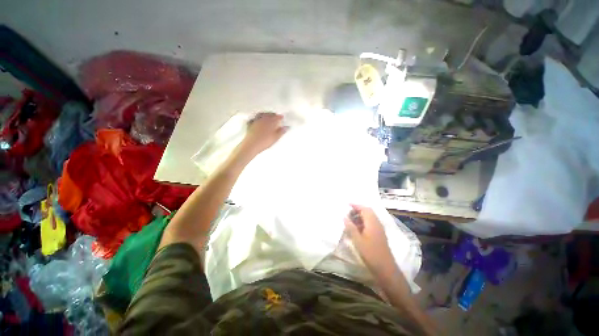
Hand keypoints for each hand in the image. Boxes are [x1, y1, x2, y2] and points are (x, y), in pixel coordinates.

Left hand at [241, 112, 287, 155]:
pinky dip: (257, 117)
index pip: (277, 117)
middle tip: (276, 116)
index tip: (282, 117)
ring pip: (262, 115)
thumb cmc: (264, 142)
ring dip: (265, 114)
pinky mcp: (250, 124)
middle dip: (273, 115)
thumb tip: (286, 127)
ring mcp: (256, 121)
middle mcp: (263, 119)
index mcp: (270, 122)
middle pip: (269, 114)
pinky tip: (258, 119)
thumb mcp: (275, 138)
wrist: (252, 145)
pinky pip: (254, 118)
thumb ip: (281, 132)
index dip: (280, 117)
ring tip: (268, 116)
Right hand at [344, 205, 393, 273]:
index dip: (356, 205)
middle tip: (348, 212)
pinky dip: (363, 222)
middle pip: (368, 212)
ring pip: (369, 218)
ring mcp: (379, 229)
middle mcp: (377, 223)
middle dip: (358, 210)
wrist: (385, 269)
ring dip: (360, 216)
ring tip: (350, 219)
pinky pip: (370, 223)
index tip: (347, 204)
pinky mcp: (379, 235)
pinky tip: (356, 228)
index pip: (365, 209)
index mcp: (372, 223)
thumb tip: (344, 217)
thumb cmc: (370, 254)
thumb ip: (351, 227)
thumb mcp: (358, 240)